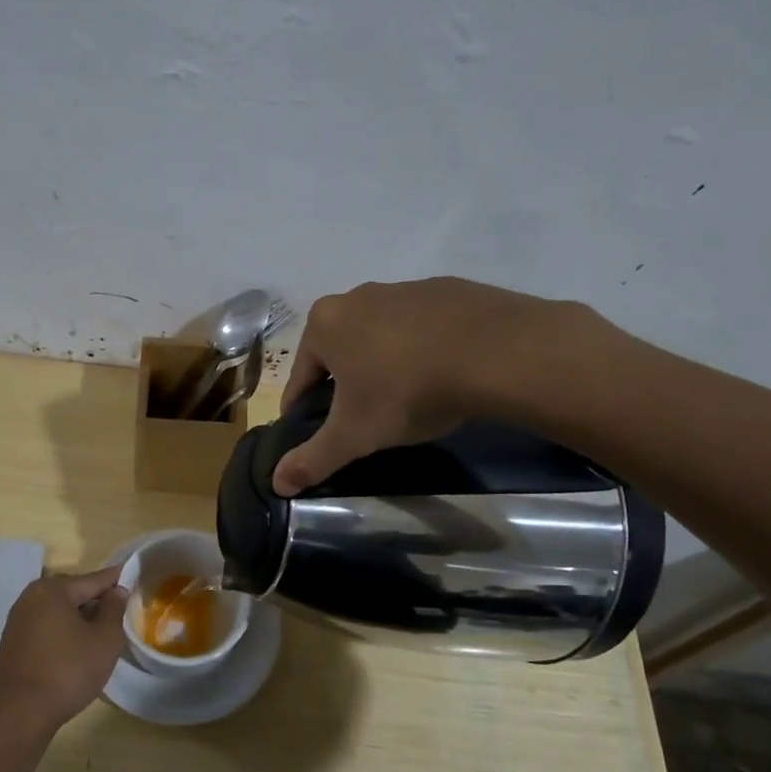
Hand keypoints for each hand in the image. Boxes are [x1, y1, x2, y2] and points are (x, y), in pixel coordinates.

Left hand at [0, 568, 129, 732]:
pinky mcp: (14, 644)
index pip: (94, 580)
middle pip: (75, 594)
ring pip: (61, 613)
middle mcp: (31, 598)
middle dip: (98, 602)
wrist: (18, 715)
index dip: (117, 581)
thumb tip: (117, 591)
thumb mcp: (104, 640)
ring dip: (82, 620)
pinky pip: (48, 629)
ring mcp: (19, 621)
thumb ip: (114, 610)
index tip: (136, 579)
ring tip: (105, 634)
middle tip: (123, 614)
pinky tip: (79, 650)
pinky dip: (66, 633)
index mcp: (52, 590)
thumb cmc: (67, 671)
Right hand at [273, 277, 602, 495]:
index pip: (300, 377)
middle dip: (347, 385)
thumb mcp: (354, 434)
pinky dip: (423, 350)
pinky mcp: (446, 290)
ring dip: (384, 366)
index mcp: (324, 324)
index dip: (305, 412)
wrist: (494, 351)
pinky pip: (422, 328)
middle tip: (367, 421)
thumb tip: (276, 483)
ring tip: (408, 400)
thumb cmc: (405, 390)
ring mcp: (404, 289)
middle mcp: (357, 296)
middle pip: (339, 353)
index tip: (321, 435)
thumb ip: (313, 459)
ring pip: (380, 338)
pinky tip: (442, 375)